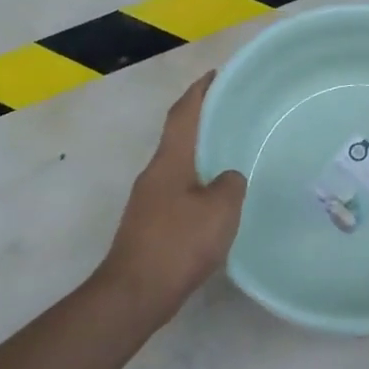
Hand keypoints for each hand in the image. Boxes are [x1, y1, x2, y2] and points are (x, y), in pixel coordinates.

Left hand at [100, 74, 246, 320]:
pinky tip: (217, 201)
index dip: (199, 92)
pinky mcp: (150, 224)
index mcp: (170, 161)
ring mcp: (148, 200)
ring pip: (179, 167)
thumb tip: (228, 178)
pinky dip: (198, 185)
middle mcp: (155, 174)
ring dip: (201, 157)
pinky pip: (179, 192)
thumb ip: (231, 184)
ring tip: (231, 157)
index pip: (183, 114)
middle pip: (179, 137)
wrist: (135, 293)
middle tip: (233, 116)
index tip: (215, 75)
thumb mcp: (220, 210)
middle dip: (202, 123)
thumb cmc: (179, 243)